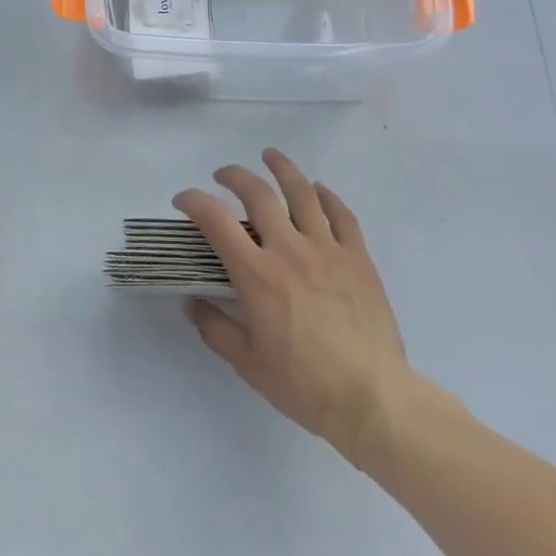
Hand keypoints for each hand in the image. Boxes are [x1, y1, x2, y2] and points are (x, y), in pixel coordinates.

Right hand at [175, 149, 429, 464]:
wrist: (372, 400)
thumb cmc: (305, 386)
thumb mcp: (248, 364)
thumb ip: (215, 328)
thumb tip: (192, 301)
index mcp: (258, 275)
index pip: (216, 221)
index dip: (194, 202)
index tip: (183, 200)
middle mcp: (289, 250)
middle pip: (257, 193)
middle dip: (234, 176)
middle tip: (222, 175)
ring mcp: (327, 249)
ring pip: (302, 192)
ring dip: (282, 168)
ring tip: (270, 156)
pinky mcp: (358, 257)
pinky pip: (341, 215)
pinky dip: (327, 196)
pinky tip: (318, 190)